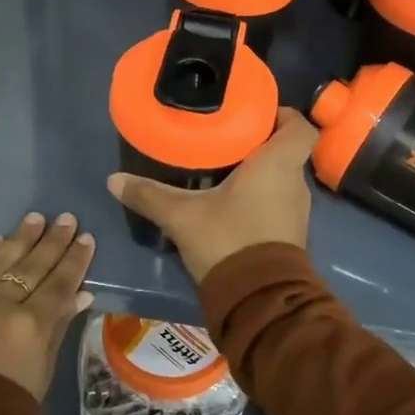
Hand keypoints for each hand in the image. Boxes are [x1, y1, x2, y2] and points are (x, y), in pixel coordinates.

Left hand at [0, 212, 95, 399]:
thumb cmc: (8, 411)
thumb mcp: (43, 371)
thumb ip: (58, 327)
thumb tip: (80, 295)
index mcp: (31, 327)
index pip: (59, 283)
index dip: (75, 260)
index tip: (86, 237)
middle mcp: (0, 307)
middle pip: (31, 266)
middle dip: (51, 241)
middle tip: (65, 218)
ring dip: (18, 239)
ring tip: (34, 219)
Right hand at [107, 107, 318, 281]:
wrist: (258, 300)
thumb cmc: (229, 240)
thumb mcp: (182, 216)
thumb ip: (150, 195)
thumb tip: (114, 180)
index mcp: (278, 165)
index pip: (301, 128)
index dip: (285, 116)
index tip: (258, 113)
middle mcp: (295, 183)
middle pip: (287, 151)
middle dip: (262, 143)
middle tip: (228, 137)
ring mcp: (296, 212)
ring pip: (282, 179)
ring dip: (261, 172)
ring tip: (225, 167)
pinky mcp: (290, 235)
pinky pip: (278, 202)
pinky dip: (260, 196)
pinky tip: (231, 202)